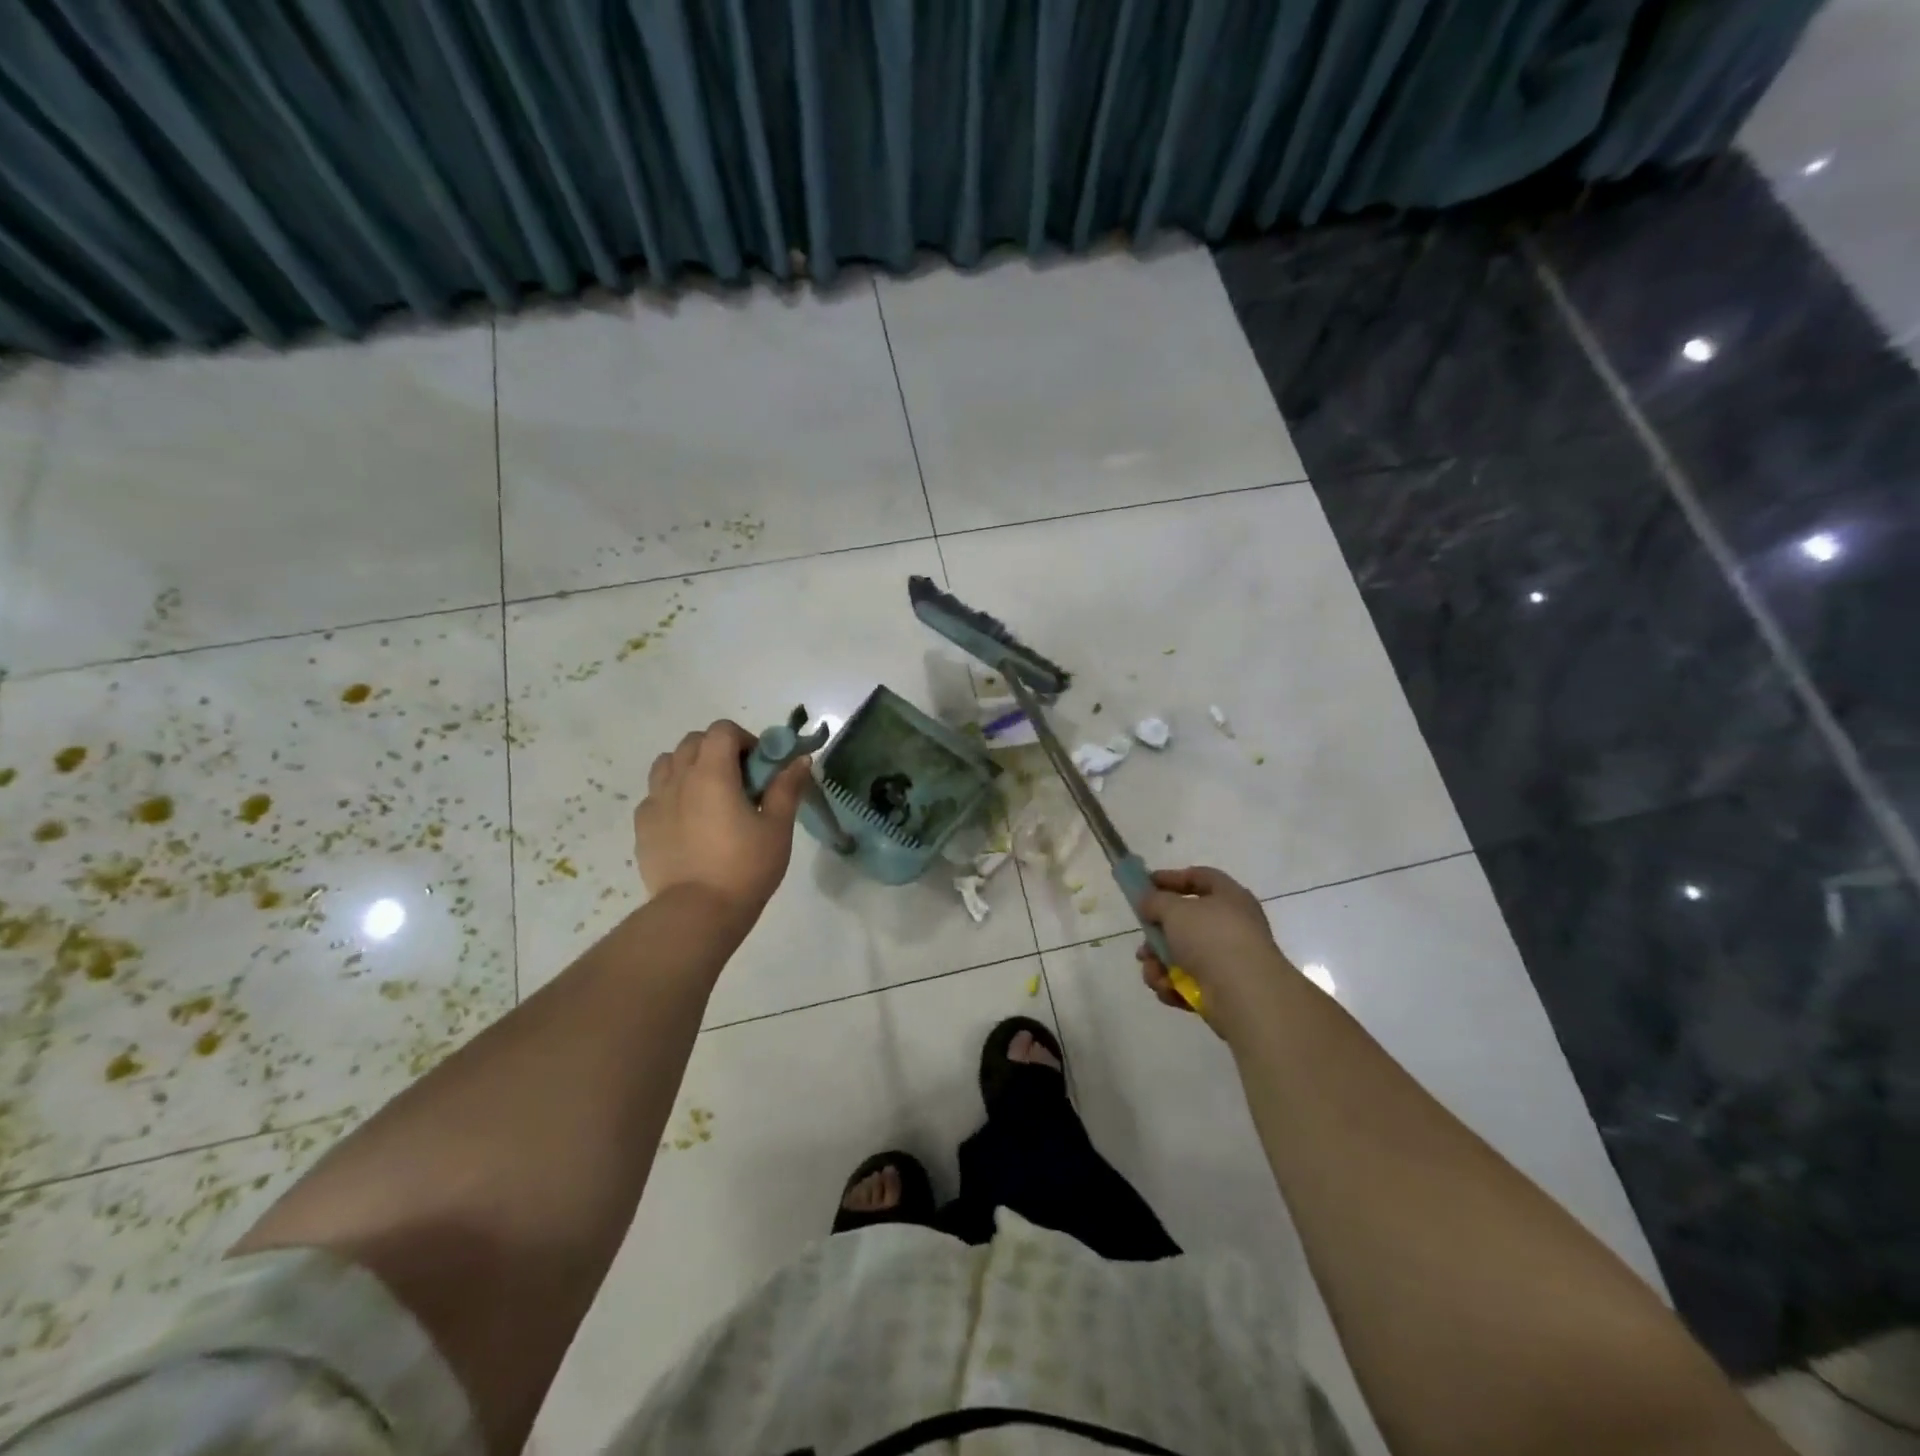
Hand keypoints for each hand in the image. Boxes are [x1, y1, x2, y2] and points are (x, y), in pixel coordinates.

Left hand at [634, 720, 811, 923]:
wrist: (697, 913)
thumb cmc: (745, 867)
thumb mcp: (776, 828)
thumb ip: (787, 788)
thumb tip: (800, 760)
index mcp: (712, 773)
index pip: (722, 730)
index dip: (744, 739)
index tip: (760, 766)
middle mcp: (678, 779)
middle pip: (693, 742)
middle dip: (718, 750)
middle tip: (740, 782)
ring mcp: (655, 802)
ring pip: (668, 764)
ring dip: (690, 767)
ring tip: (710, 797)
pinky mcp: (642, 827)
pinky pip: (655, 795)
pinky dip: (672, 795)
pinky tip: (689, 823)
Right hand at [1136, 866, 1297, 1034]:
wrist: (1245, 994)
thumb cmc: (1211, 938)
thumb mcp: (1175, 909)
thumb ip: (1155, 900)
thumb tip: (1147, 902)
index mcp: (1229, 897)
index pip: (1199, 877)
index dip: (1171, 878)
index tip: (1145, 885)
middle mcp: (1232, 926)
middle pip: (1186, 922)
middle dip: (1158, 933)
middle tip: (1143, 940)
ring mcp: (1228, 960)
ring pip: (1182, 955)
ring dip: (1159, 963)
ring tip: (1152, 973)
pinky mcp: (1222, 990)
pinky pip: (1188, 981)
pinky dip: (1173, 985)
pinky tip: (1166, 989)